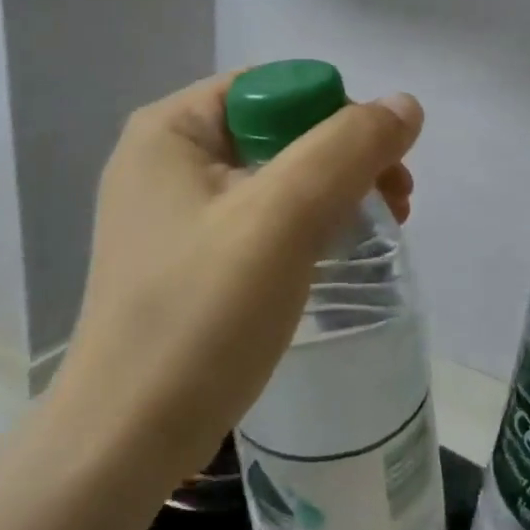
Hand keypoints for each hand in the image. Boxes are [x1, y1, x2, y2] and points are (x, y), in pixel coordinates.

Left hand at [54, 73, 423, 487]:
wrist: (125, 440)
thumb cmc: (201, 315)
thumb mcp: (283, 217)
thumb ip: (347, 148)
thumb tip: (404, 104)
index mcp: (171, 129)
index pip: (273, 88)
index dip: (337, 115)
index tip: (384, 169)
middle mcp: (163, 158)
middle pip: (275, 130)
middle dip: (342, 158)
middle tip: (396, 202)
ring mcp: (169, 212)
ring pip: (271, 177)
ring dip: (330, 193)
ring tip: (377, 231)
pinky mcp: (182, 259)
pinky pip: (255, 219)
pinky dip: (301, 227)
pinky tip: (332, 255)